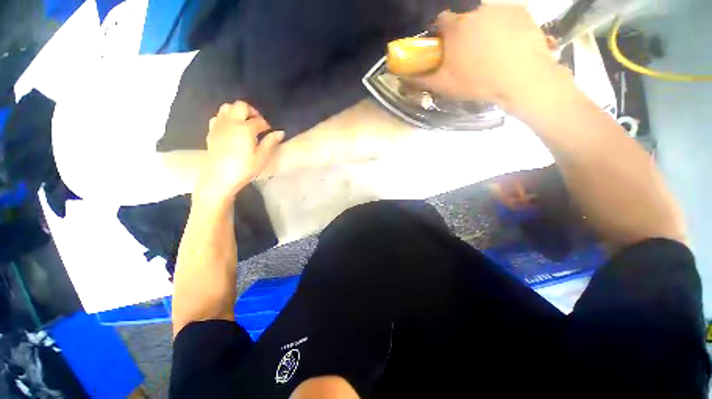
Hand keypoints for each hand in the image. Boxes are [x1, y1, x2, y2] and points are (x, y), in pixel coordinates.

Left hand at [197, 101, 283, 199]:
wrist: (218, 179)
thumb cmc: (243, 169)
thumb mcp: (261, 158)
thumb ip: (270, 143)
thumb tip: (280, 132)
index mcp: (245, 129)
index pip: (259, 121)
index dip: (267, 125)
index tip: (270, 132)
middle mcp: (231, 122)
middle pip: (241, 106)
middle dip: (252, 111)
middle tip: (258, 123)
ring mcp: (219, 126)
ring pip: (227, 107)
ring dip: (238, 112)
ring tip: (245, 123)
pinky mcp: (211, 132)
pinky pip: (218, 117)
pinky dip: (226, 118)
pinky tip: (231, 128)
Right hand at [415, 6, 572, 111]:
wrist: (521, 78)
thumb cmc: (478, 82)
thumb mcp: (444, 85)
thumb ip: (422, 79)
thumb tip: (403, 78)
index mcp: (455, 27)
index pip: (441, 20)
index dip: (441, 33)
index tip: (445, 46)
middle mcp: (475, 10)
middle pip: (464, 17)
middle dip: (463, 32)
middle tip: (469, 52)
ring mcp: (500, 7)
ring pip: (485, 16)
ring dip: (483, 28)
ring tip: (491, 49)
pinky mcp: (521, 11)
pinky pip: (506, 15)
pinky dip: (504, 26)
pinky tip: (508, 44)